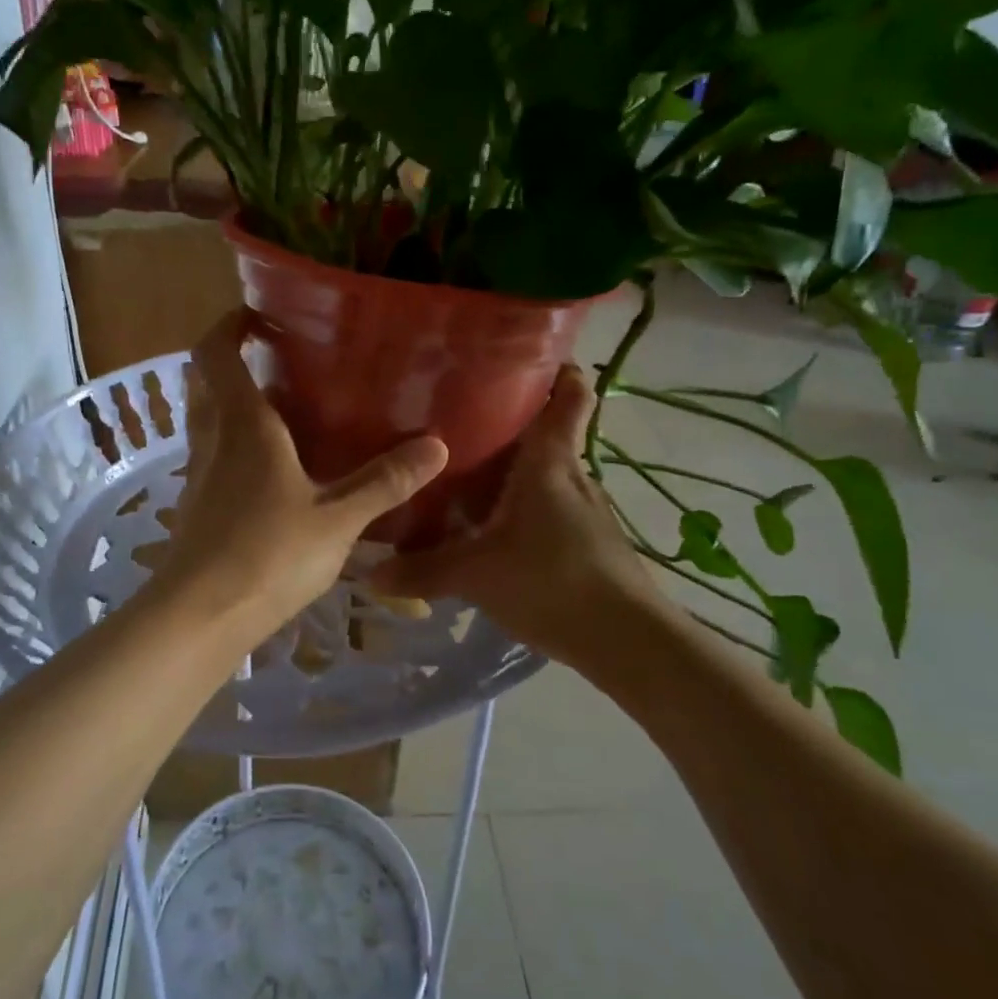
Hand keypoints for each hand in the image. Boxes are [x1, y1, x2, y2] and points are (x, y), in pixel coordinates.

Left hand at [149, 311, 448, 643]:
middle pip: (206, 382)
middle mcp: (214, 440)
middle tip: (277, 359)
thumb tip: (436, 445)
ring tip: (284, 409)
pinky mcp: (197, 507)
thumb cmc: (267, 554)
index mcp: (243, 425)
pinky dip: (236, 445)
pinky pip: (214, 457)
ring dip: (234, 404)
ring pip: (209, 421)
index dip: (228, 325)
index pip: (215, 352)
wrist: (199, 617)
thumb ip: (384, 482)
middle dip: (232, 361)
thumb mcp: (337, 519)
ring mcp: (199, 475)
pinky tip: (274, 470)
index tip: (258, 314)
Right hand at [371, 364, 663, 658]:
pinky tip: (489, 527)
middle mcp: (571, 473)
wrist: (627, 641)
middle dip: (504, 423)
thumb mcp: (476, 574)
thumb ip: (423, 570)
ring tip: (461, 473)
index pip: (570, 392)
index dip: (555, 366)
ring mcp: (583, 507)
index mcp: (550, 460)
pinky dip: (520, 505)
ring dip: (509, 470)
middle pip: (544, 431)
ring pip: (543, 472)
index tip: (518, 357)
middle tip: (454, 421)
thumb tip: (370, 572)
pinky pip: (546, 505)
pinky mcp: (586, 538)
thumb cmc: (553, 581)